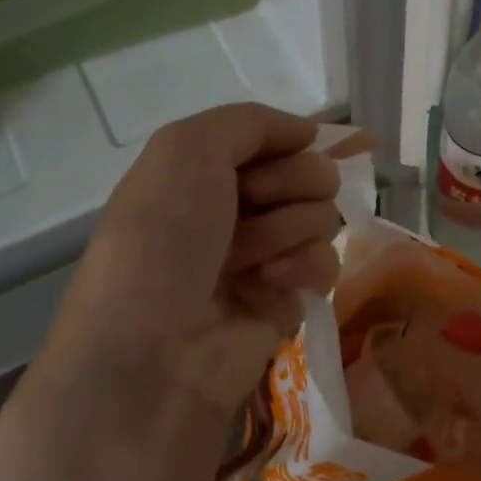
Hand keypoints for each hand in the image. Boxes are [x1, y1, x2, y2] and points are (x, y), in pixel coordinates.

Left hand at [0, 104, 342, 480]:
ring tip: (252, 262)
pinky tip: (274, 287)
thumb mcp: (185, 151)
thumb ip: (249, 122)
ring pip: (322, 217)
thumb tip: (308, 131)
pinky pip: (327, 264)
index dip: (289, 141)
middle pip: (310, 172)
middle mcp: (234, 210)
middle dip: (291, 185)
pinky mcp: (287, 301)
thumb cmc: (161, 243)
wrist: (153, 357)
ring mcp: (263, 257)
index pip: (275, 138)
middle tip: (255, 209)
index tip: (291, 150)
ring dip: (292, 230)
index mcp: (202, 172)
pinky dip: (306, 269)